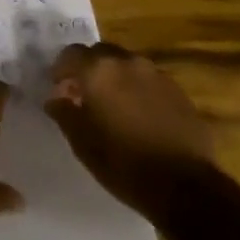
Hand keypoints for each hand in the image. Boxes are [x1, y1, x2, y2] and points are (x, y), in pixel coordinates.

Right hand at [44, 43, 214, 214]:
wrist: (184, 186)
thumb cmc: (123, 163)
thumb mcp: (82, 142)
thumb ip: (64, 112)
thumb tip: (56, 98)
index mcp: (99, 70)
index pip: (71, 53)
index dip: (61, 69)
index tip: (59, 89)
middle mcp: (128, 62)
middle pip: (101, 53)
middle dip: (89, 69)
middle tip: (84, 95)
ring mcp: (156, 75)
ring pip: (127, 65)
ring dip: (115, 78)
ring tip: (112, 106)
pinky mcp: (178, 91)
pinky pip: (148, 80)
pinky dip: (137, 89)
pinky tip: (138, 115)